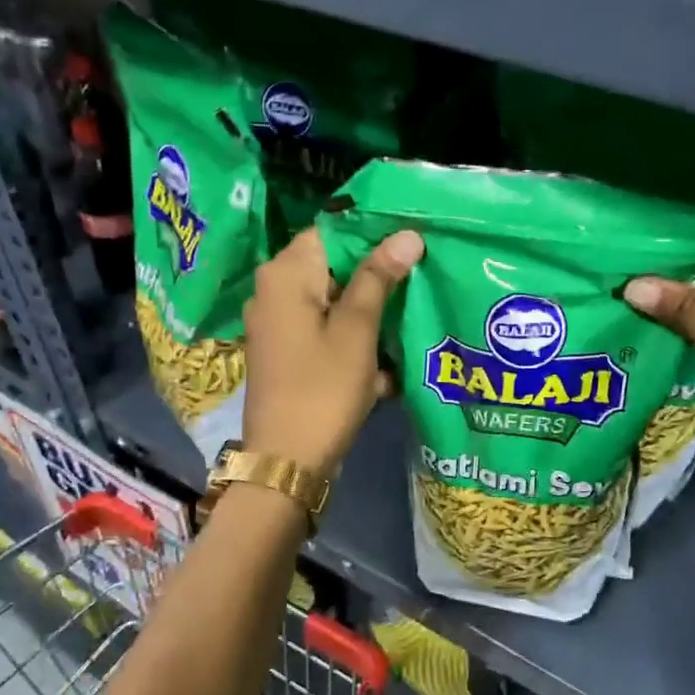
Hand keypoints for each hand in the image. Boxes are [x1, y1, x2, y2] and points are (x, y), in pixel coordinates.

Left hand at [241, 227, 423, 477]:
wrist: (287, 462)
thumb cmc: (323, 390)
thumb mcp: (356, 331)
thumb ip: (378, 278)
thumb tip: (406, 234)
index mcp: (285, 275)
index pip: (331, 231)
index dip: (372, 234)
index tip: (412, 243)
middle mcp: (273, 292)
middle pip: (332, 267)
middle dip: (376, 278)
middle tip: (420, 280)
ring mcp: (277, 325)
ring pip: (333, 303)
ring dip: (369, 315)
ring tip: (410, 322)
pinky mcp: (286, 354)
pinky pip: (325, 333)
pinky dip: (352, 342)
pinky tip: (384, 365)